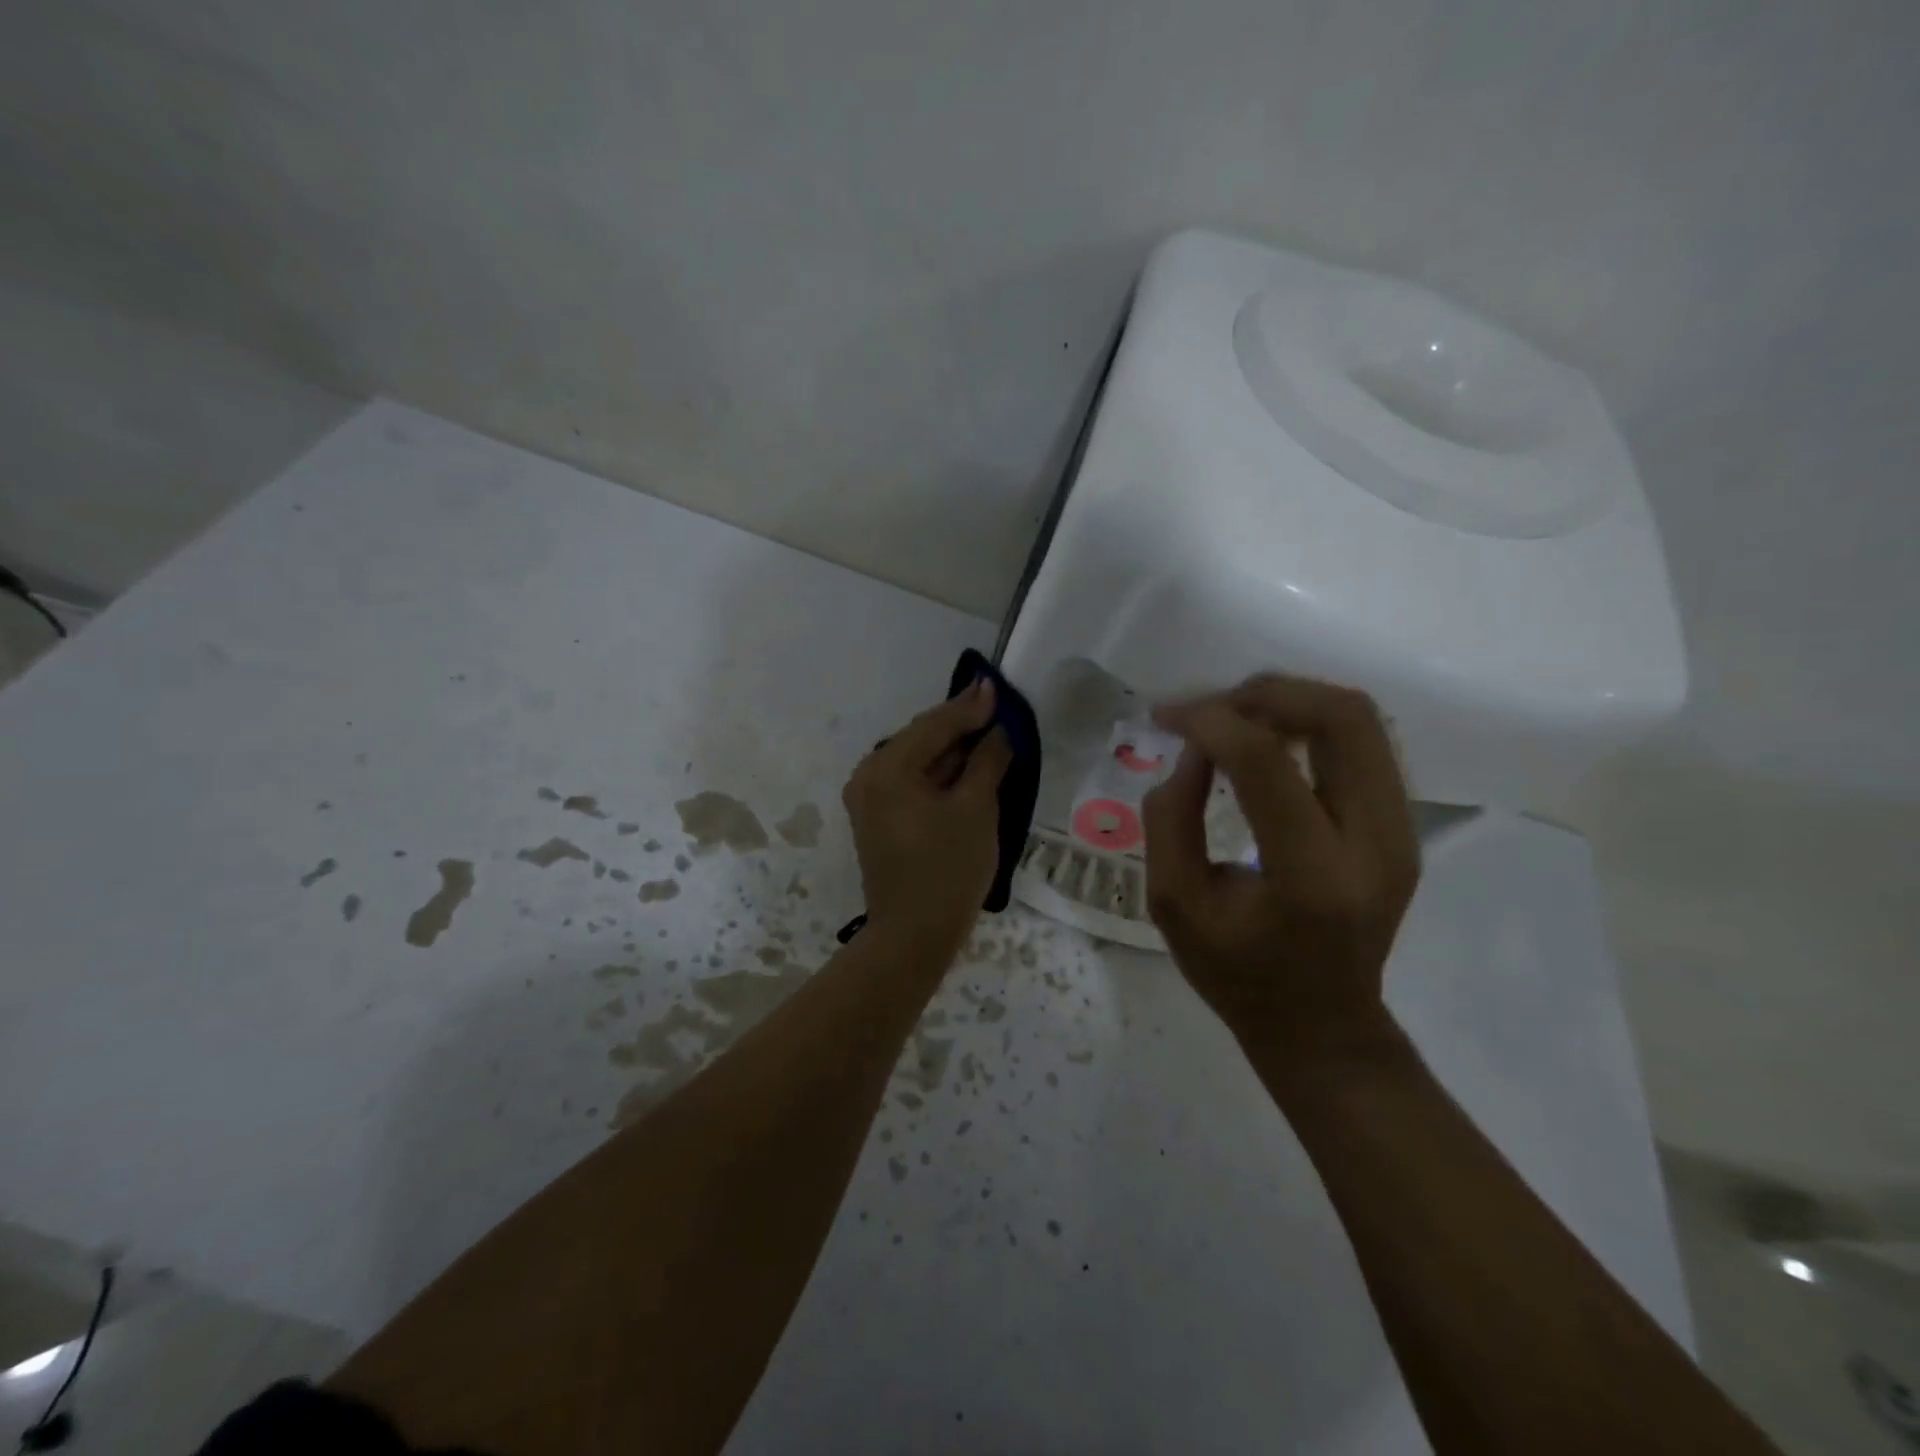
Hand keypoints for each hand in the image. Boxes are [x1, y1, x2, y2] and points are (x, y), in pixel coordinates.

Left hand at [843, 678, 1012, 950]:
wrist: (914, 936)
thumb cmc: (948, 869)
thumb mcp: (975, 808)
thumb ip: (987, 761)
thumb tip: (998, 731)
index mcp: (886, 768)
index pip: (934, 725)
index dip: (970, 707)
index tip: (997, 687)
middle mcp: (868, 776)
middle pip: (921, 739)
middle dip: (960, 726)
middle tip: (997, 709)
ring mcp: (869, 799)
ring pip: (917, 761)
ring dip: (952, 750)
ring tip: (988, 734)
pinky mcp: (878, 819)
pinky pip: (912, 783)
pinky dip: (940, 774)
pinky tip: (967, 768)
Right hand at [1142, 674, 1420, 1049]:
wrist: (1323, 1025)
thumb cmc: (1237, 976)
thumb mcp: (1173, 905)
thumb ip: (1170, 818)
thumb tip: (1193, 750)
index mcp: (1312, 877)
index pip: (1265, 762)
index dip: (1210, 722)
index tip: (1166, 718)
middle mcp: (1375, 844)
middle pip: (1341, 717)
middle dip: (1264, 694)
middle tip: (1209, 709)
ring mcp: (1401, 832)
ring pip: (1360, 719)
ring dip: (1290, 701)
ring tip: (1234, 718)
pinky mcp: (1403, 826)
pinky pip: (1362, 743)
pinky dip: (1308, 724)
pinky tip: (1266, 742)